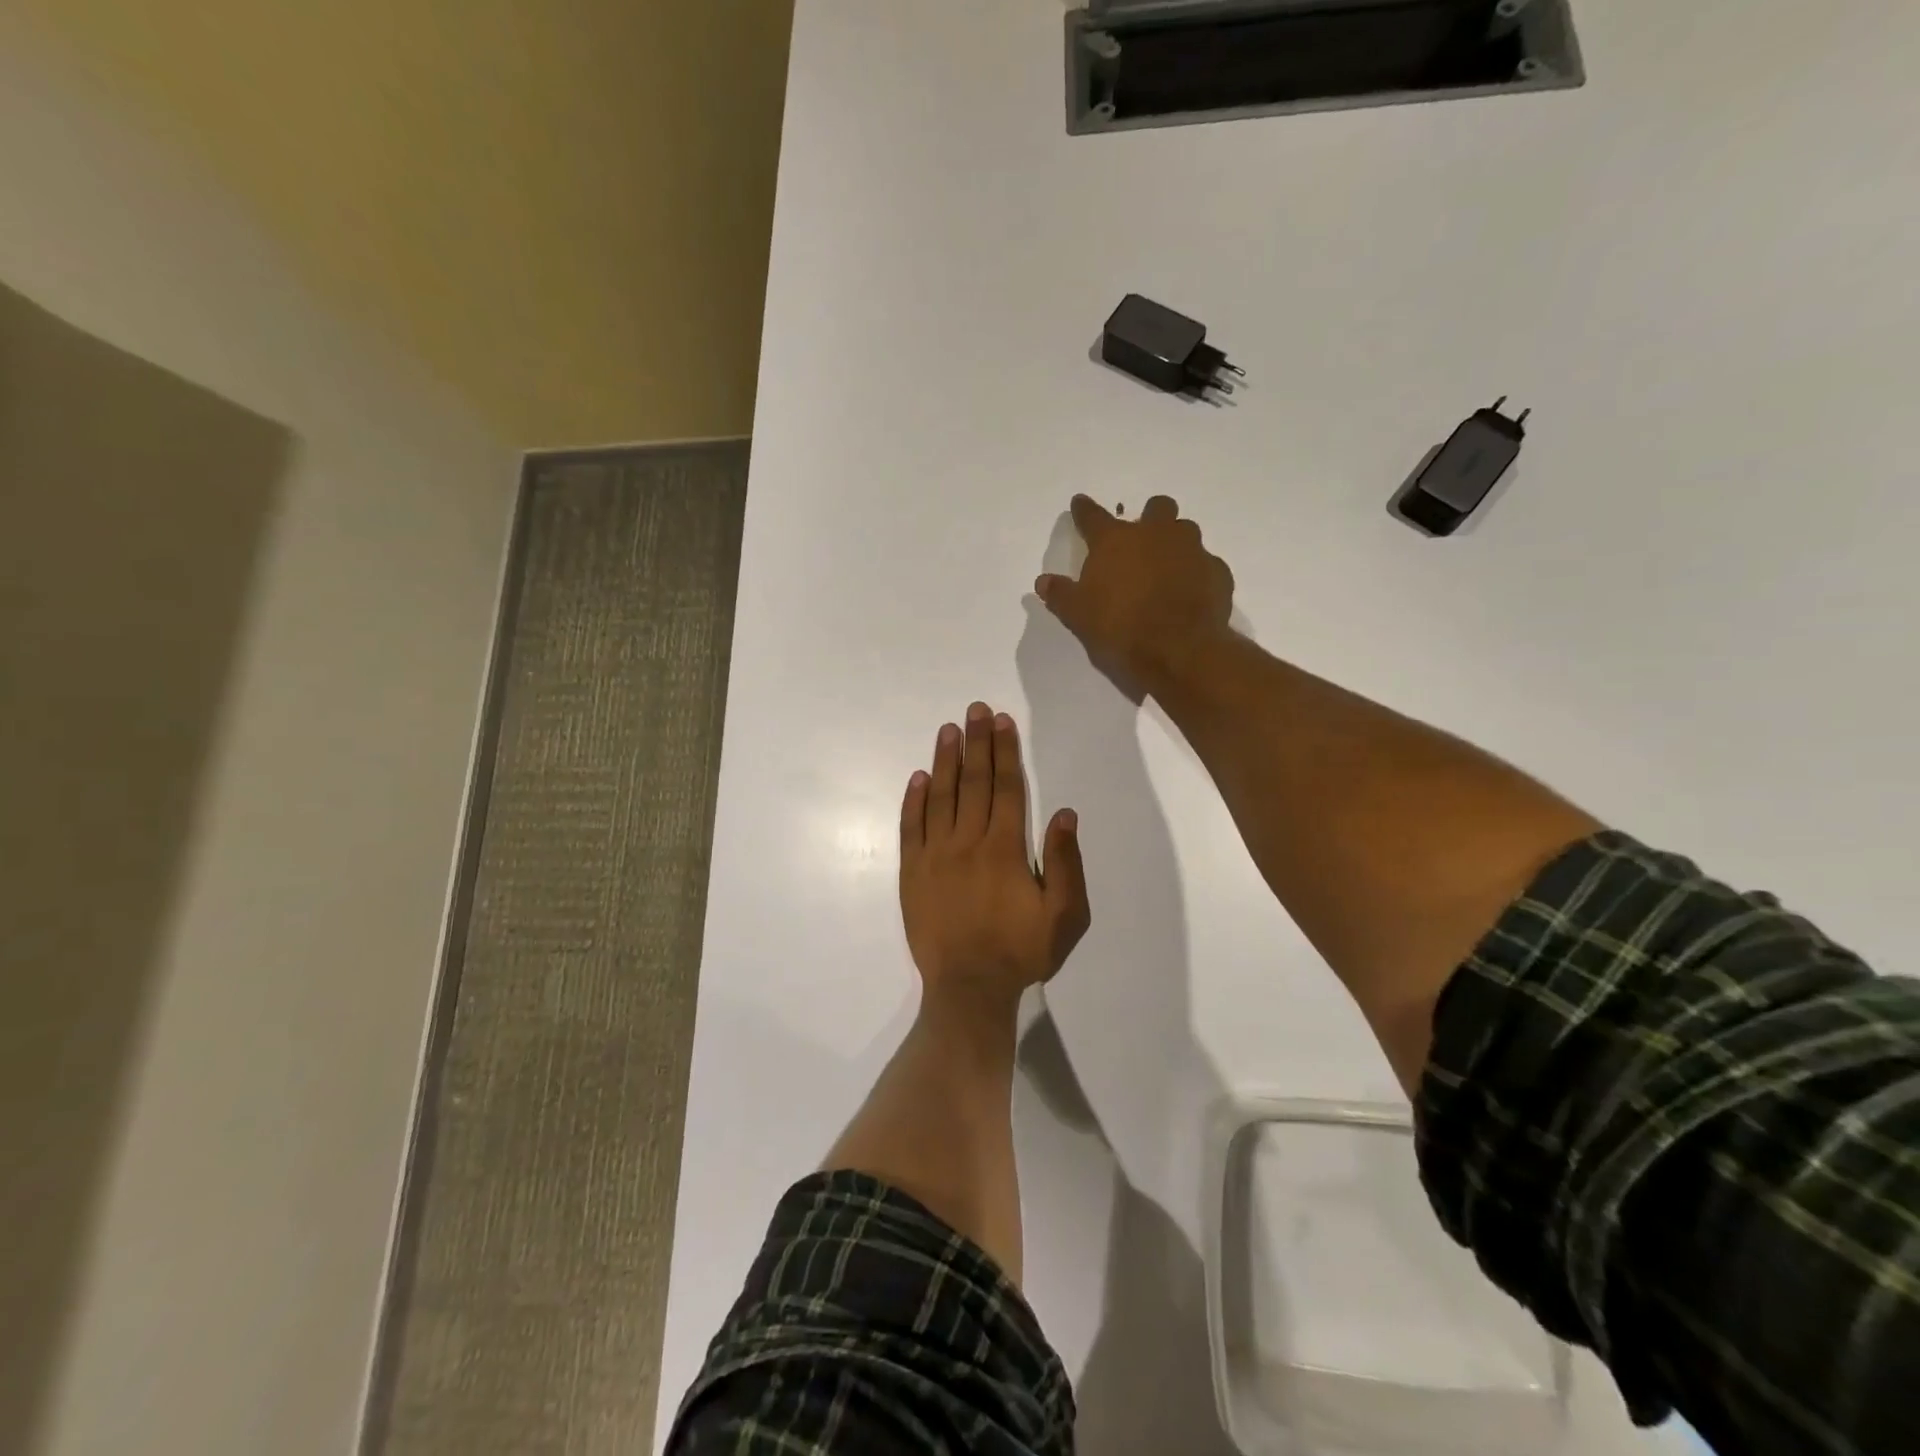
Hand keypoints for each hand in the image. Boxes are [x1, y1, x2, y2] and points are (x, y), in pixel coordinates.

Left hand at [899, 702, 1089, 1006]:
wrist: (968, 989)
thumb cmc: (1021, 952)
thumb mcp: (1064, 915)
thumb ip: (1065, 862)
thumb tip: (1063, 812)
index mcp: (1004, 848)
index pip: (1006, 788)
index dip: (1005, 752)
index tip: (1003, 722)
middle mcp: (967, 842)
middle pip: (973, 782)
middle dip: (977, 742)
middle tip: (976, 709)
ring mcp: (934, 856)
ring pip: (940, 797)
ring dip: (945, 760)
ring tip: (949, 729)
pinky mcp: (912, 873)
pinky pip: (910, 828)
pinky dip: (914, 801)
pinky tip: (918, 777)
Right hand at [1035, 494, 1233, 691]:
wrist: (1179, 649)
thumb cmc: (1120, 628)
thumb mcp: (1079, 616)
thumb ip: (1061, 594)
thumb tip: (1043, 581)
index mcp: (1116, 541)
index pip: (1093, 516)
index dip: (1084, 510)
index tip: (1079, 503)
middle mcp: (1156, 534)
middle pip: (1156, 507)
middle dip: (1149, 517)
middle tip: (1141, 541)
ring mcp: (1192, 549)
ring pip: (1185, 531)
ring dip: (1175, 543)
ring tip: (1167, 569)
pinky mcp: (1217, 571)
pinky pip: (1206, 564)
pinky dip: (1197, 574)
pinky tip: (1190, 593)